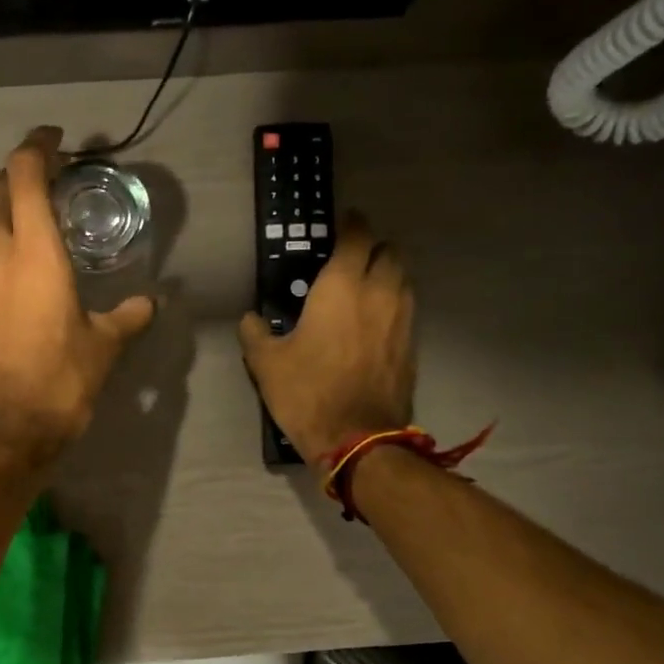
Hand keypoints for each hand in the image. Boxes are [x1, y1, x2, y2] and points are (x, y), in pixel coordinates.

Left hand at [0, 127, 155, 463]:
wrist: (7, 431)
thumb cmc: (60, 382)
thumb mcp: (104, 347)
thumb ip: (127, 317)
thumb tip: (148, 303)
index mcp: (34, 253)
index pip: (23, 175)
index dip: (37, 146)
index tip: (57, 139)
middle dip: (18, 171)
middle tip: (51, 176)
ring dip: (9, 207)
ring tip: (45, 218)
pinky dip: (5, 241)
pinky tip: (32, 264)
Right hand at [238, 212, 414, 461]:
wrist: (358, 439)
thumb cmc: (308, 393)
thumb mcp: (266, 365)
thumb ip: (255, 334)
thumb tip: (251, 320)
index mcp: (341, 287)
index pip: (356, 236)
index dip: (351, 225)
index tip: (342, 224)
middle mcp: (379, 293)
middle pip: (389, 251)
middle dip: (373, 248)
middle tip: (351, 260)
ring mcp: (402, 319)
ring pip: (403, 279)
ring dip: (387, 275)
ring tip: (365, 289)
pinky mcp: (412, 346)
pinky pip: (406, 310)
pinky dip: (393, 306)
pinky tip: (374, 324)